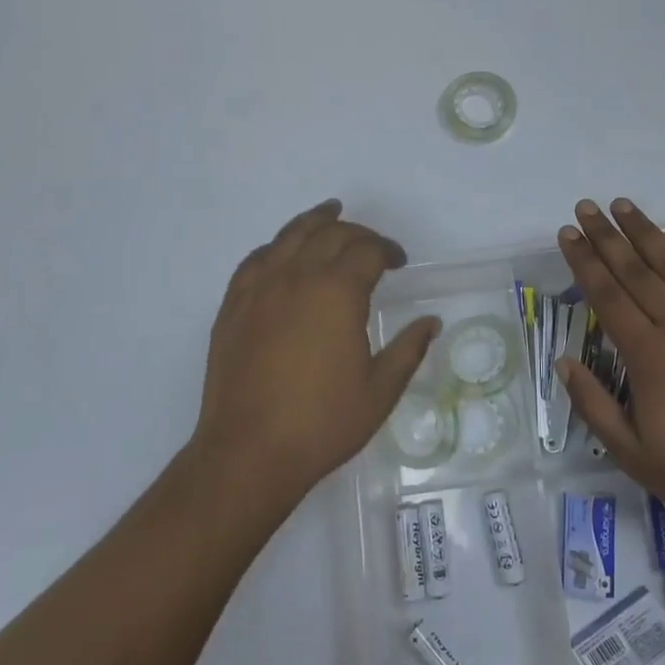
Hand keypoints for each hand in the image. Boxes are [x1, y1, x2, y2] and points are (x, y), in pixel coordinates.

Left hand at [191, 200, 438, 510]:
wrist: (249, 451)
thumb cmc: (322, 423)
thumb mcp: (380, 390)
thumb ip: (408, 349)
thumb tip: (431, 322)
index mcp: (337, 292)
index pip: (367, 251)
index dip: (388, 250)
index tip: (398, 262)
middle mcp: (297, 277)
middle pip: (331, 234)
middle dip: (357, 233)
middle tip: (372, 246)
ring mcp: (260, 288)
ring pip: (289, 236)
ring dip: (314, 221)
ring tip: (329, 213)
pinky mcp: (233, 306)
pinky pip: (255, 260)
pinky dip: (275, 248)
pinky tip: (281, 253)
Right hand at [557, 198, 664, 532]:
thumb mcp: (633, 454)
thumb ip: (594, 405)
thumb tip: (564, 362)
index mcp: (649, 355)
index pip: (607, 295)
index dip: (584, 261)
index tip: (567, 234)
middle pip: (636, 270)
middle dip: (606, 236)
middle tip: (586, 207)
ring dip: (645, 232)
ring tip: (623, 206)